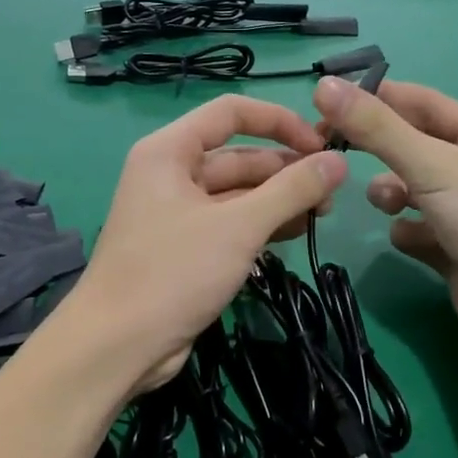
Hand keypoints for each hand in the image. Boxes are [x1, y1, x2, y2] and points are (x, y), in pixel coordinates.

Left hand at [72, 95, 346, 392]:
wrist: (118, 345)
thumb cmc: (173, 272)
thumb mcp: (239, 227)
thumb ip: (291, 190)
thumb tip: (339, 161)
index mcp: (170, 151)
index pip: (232, 112)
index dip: (280, 121)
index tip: (322, 145)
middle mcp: (171, 173)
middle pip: (239, 156)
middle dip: (286, 170)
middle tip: (333, 194)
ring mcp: (178, 213)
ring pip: (238, 193)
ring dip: (279, 200)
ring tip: (322, 215)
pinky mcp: (186, 248)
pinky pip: (230, 224)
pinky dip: (261, 225)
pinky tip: (295, 233)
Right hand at [312, 76, 457, 355]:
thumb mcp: (432, 164)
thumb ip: (376, 128)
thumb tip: (323, 86)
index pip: (425, 103)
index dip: (380, 99)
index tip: (332, 102)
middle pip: (416, 148)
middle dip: (381, 150)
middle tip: (334, 149)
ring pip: (414, 190)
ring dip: (392, 193)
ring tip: (387, 204)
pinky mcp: (457, 251)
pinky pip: (418, 230)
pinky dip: (408, 232)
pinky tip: (408, 239)